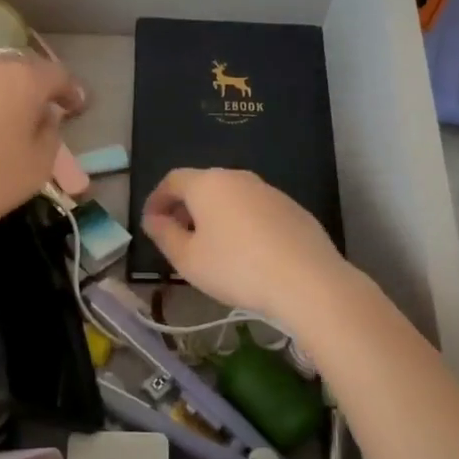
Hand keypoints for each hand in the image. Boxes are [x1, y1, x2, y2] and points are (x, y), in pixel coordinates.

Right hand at [141, 168, 354, 324]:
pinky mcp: (293, 208)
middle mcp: (239, 178)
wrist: (307, 280)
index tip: (151, 223)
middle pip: (204, 185)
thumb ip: (164, 235)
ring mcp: (270, 191)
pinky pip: (256, 210)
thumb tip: (153, 219)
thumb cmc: (236, 268)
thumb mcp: (188, 259)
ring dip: (215, 216)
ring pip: (232, 197)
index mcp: (208, 184)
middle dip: (186, 208)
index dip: (157, 199)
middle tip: (178, 237)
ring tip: (211, 248)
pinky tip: (247, 253)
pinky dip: (242, 223)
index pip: (173, 180)